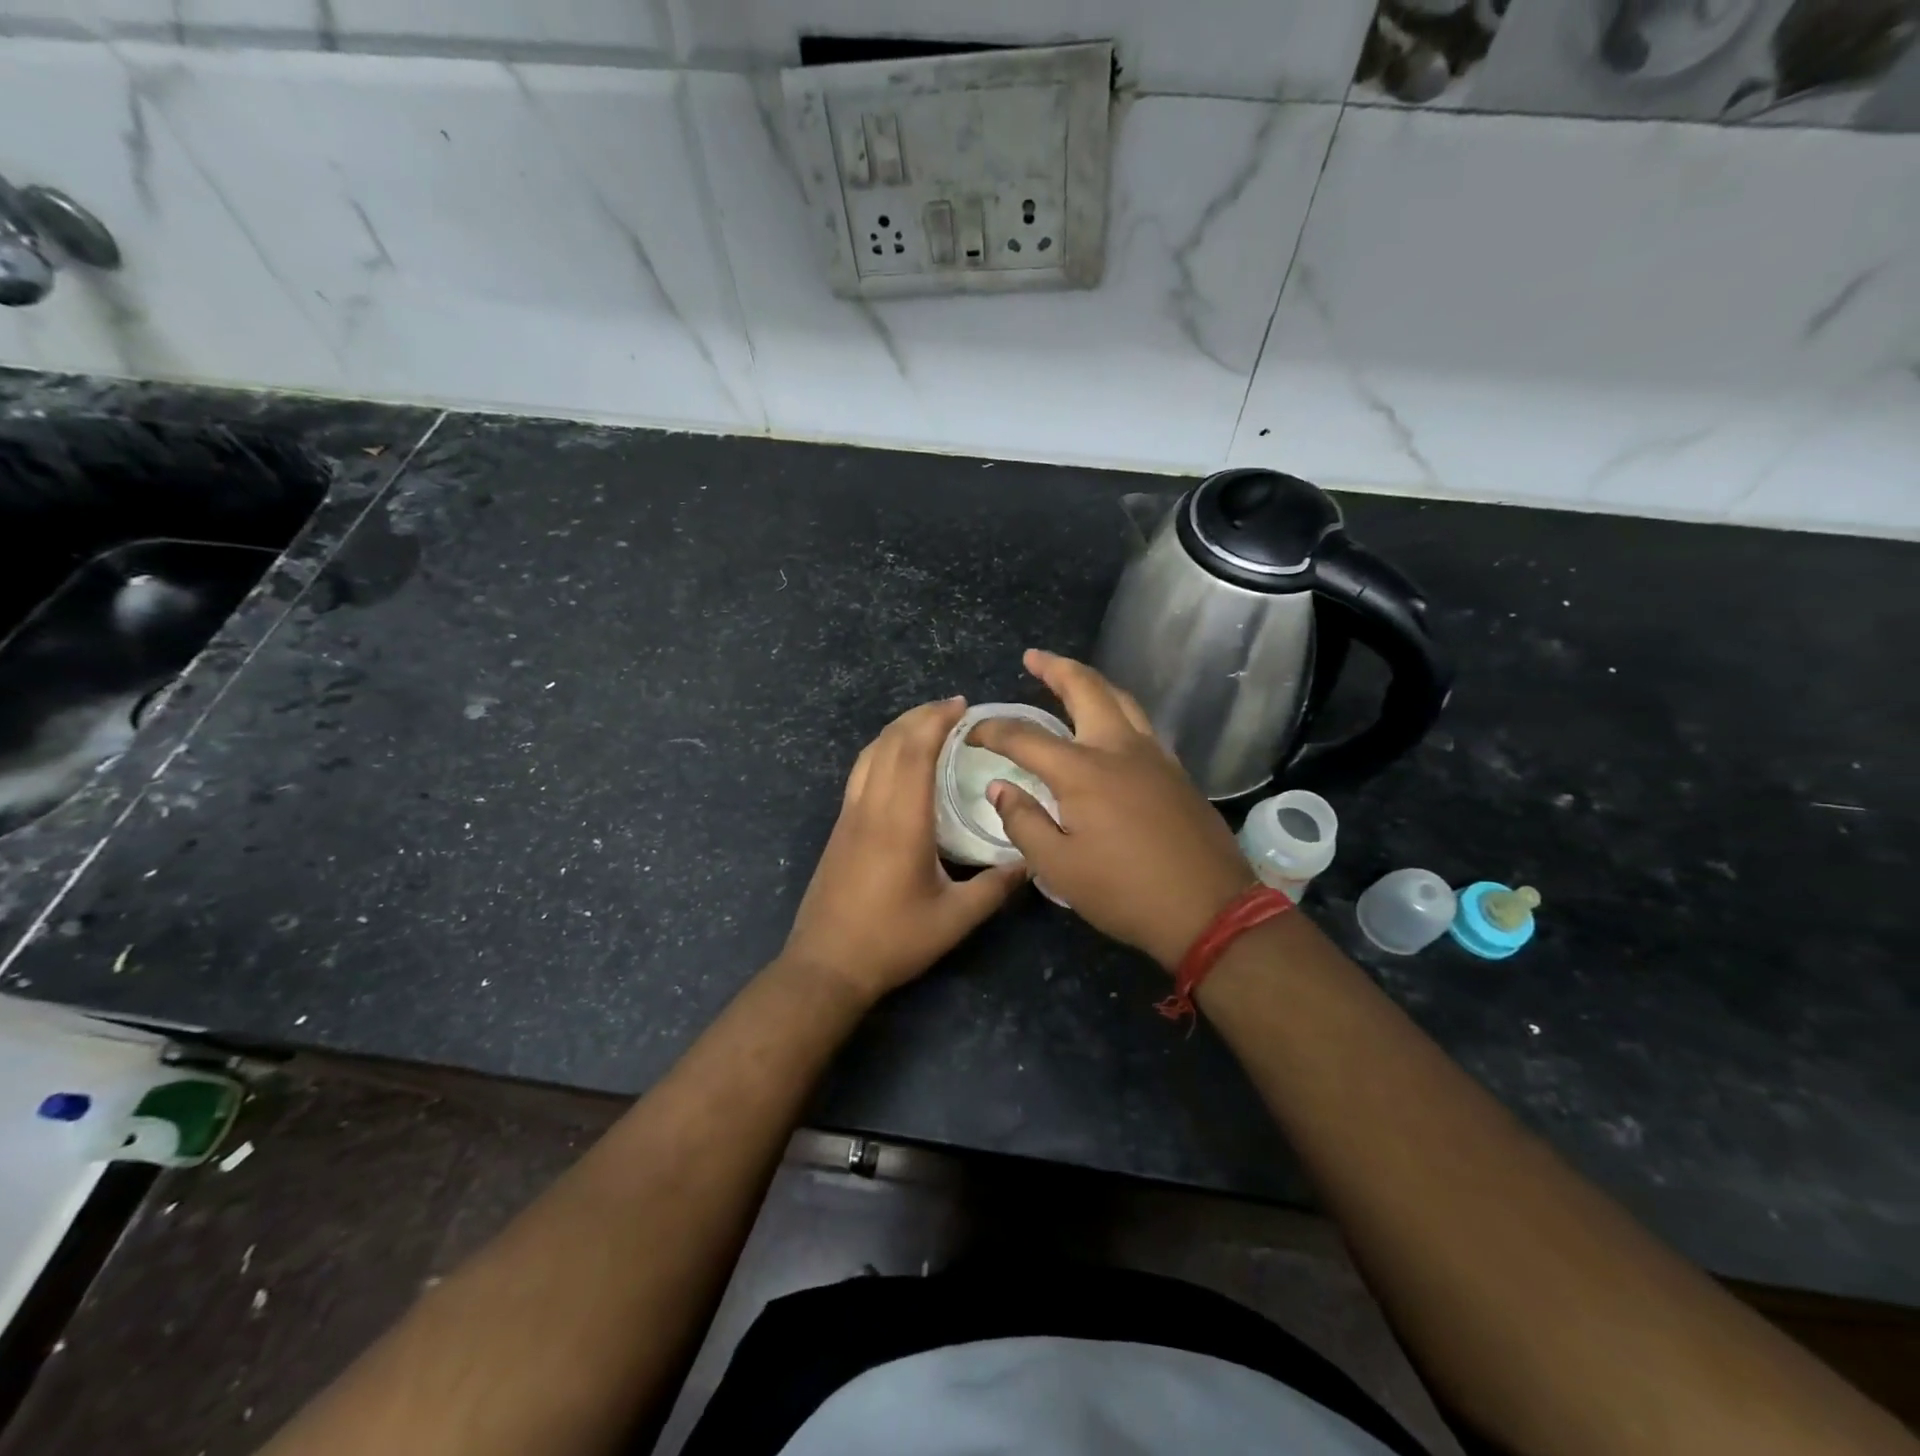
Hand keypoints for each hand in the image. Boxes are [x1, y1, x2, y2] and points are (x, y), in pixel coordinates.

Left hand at [783, 697, 1024, 1002]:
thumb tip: (1031, 860)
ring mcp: (849, 815)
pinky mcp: (840, 827)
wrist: (826, 964)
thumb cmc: (892, 941)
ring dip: (898, 729)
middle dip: (920, 716)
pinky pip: (860, 771)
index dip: (936, 721)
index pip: (915, 752)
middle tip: (952, 708)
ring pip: (869, 753)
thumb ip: (995, 887)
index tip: (962, 706)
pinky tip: (897, 760)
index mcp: (901, 822)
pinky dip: (881, 750)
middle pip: (890, 743)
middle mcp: (871, 807)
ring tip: (927, 724)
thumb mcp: (954, 919)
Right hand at [970, 650, 1254, 970]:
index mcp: (1083, 771)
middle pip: (1086, 689)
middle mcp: (1119, 748)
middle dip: (1055, 668)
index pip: (1026, 737)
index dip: (993, 731)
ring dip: (1090, 682)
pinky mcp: (1176, 771)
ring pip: (1121, 699)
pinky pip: (1140, 723)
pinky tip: (1109, 724)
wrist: (1210, 909)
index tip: (972, 733)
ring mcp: (1154, 755)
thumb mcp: (1059, 867)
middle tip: (1033, 658)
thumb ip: (1024, 822)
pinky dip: (1116, 708)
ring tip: (1069, 679)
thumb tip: (999, 787)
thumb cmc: (1126, 891)